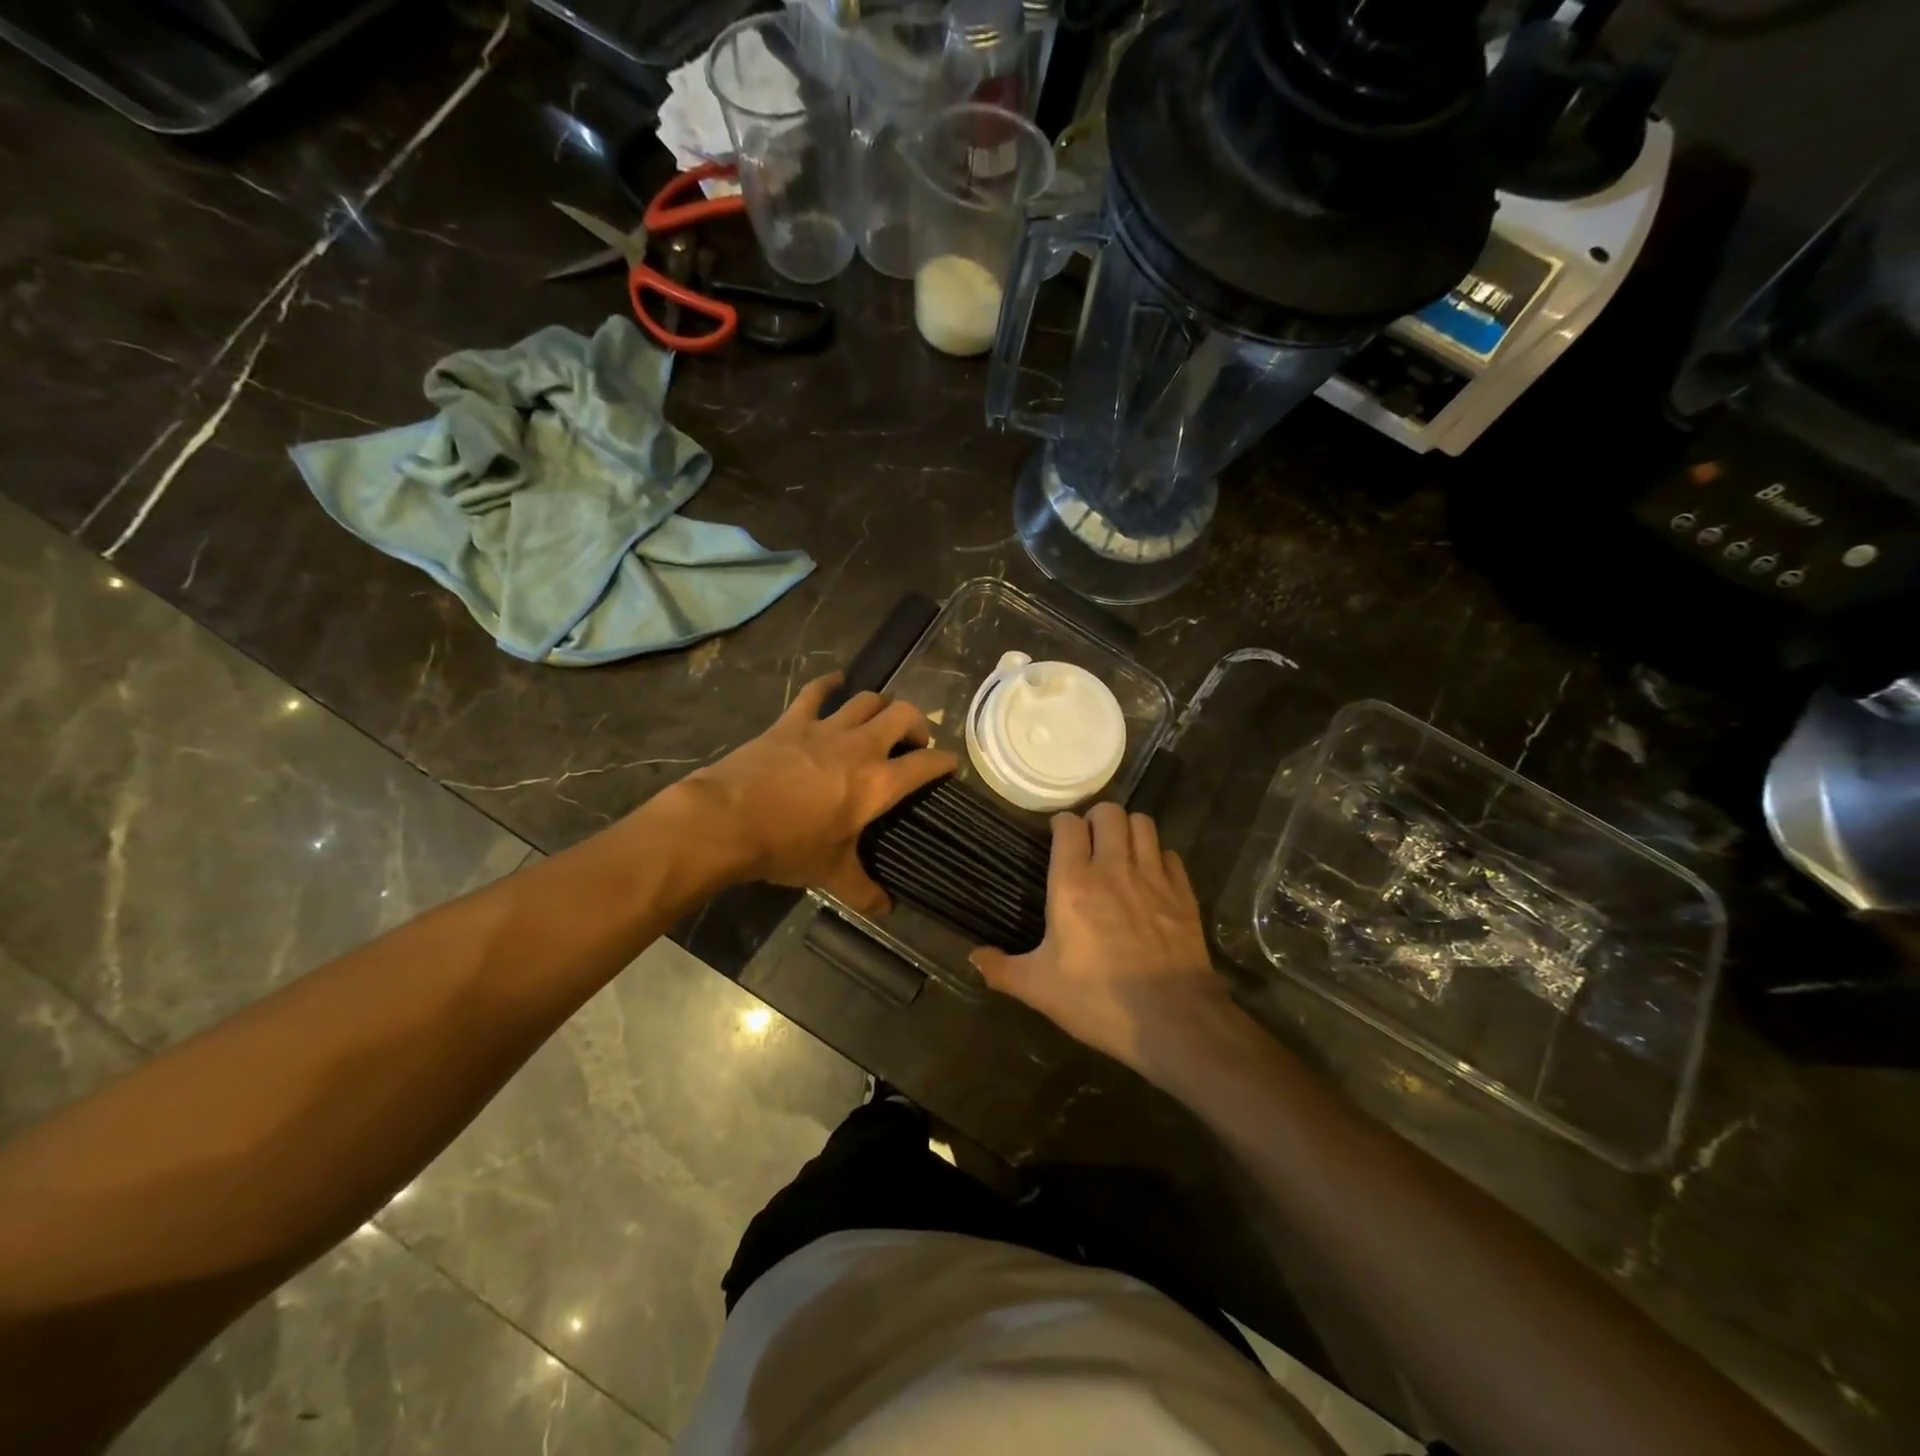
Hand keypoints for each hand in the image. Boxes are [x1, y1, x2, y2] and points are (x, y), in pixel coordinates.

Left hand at [681, 674, 956, 914]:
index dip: (945, 761)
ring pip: (867, 700)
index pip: (926, 763)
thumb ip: (864, 891)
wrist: (728, 821)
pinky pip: (817, 692)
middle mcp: (861, 747)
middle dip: (917, 724)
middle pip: (903, 715)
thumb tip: (886, 910)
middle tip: (913, 742)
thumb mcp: (831, 874)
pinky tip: (837, 681)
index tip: (950, 765)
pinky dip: (830, 684)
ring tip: (882, 718)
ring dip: (882, 705)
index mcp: (878, 783)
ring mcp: (826, 728)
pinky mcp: (793, 721)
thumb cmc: (787, 847)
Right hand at [970, 802, 1233, 1082]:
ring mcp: (1153, 878)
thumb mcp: (1039, 988)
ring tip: (1119, 849)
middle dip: (1096, 818)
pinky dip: (1158, 857)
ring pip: (1143, 824)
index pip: (1069, 825)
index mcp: (1073, 884)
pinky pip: (1170, 854)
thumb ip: (1001, 969)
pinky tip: (1150, 876)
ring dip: (1128, 829)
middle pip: (1109, 812)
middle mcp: (1113, 869)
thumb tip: (972, 957)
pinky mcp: (1184, 893)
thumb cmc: (1098, 1000)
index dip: (1061, 824)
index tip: (1056, 836)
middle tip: (1088, 840)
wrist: (1174, 1021)